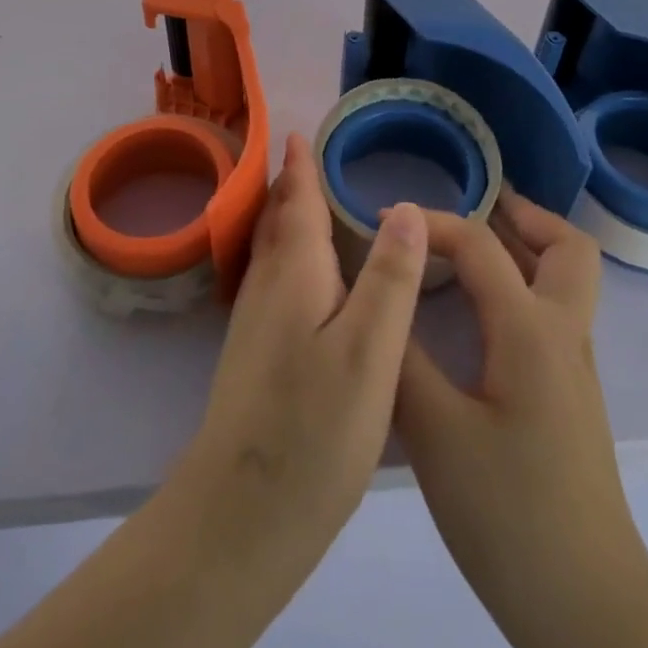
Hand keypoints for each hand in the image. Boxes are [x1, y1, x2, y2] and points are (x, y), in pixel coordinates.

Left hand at [176, 131, 429, 576]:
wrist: (241, 515)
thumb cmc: (313, 427)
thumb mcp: (370, 350)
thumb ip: (390, 278)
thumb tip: (406, 207)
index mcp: (294, 273)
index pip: (297, 202)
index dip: (301, 166)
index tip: (300, 132)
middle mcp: (267, 287)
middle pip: (277, 221)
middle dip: (289, 186)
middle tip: (305, 157)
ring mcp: (254, 324)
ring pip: (270, 251)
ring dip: (284, 218)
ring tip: (303, 202)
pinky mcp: (253, 356)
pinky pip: (271, 280)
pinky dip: (286, 256)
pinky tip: (303, 278)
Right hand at [396, 190, 647, 647]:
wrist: (587, 608)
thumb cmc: (508, 516)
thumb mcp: (435, 433)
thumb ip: (402, 354)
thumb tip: (376, 295)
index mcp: (530, 330)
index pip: (480, 244)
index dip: (430, 221)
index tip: (381, 221)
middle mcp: (564, 334)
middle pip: (567, 246)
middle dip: (520, 214)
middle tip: (468, 207)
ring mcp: (575, 367)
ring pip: (568, 278)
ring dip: (527, 246)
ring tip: (470, 246)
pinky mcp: (572, 396)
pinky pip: (556, 310)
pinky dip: (524, 284)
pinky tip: (481, 312)